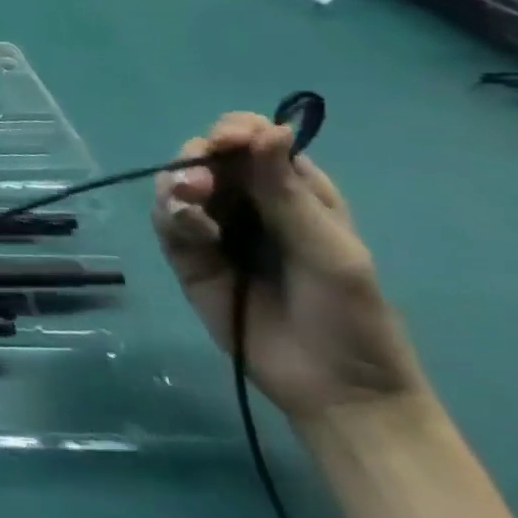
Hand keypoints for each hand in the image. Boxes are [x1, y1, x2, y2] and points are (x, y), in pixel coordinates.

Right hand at [153, 113, 425, 421]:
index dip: (236, 132)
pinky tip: (191, 231)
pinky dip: (170, 215)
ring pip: (178, 183)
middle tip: (201, 184)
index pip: (255, 142)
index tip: (227, 141)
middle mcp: (249, 203)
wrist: (334, 390)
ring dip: (177, 184)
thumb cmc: (351, 318)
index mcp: (294, 193)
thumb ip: (288, 193)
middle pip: (207, 156)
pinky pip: (165, 220)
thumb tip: (268, 127)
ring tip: (189, 204)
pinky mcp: (187, 256)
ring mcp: (215, 228)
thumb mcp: (330, 251)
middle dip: (197, 159)